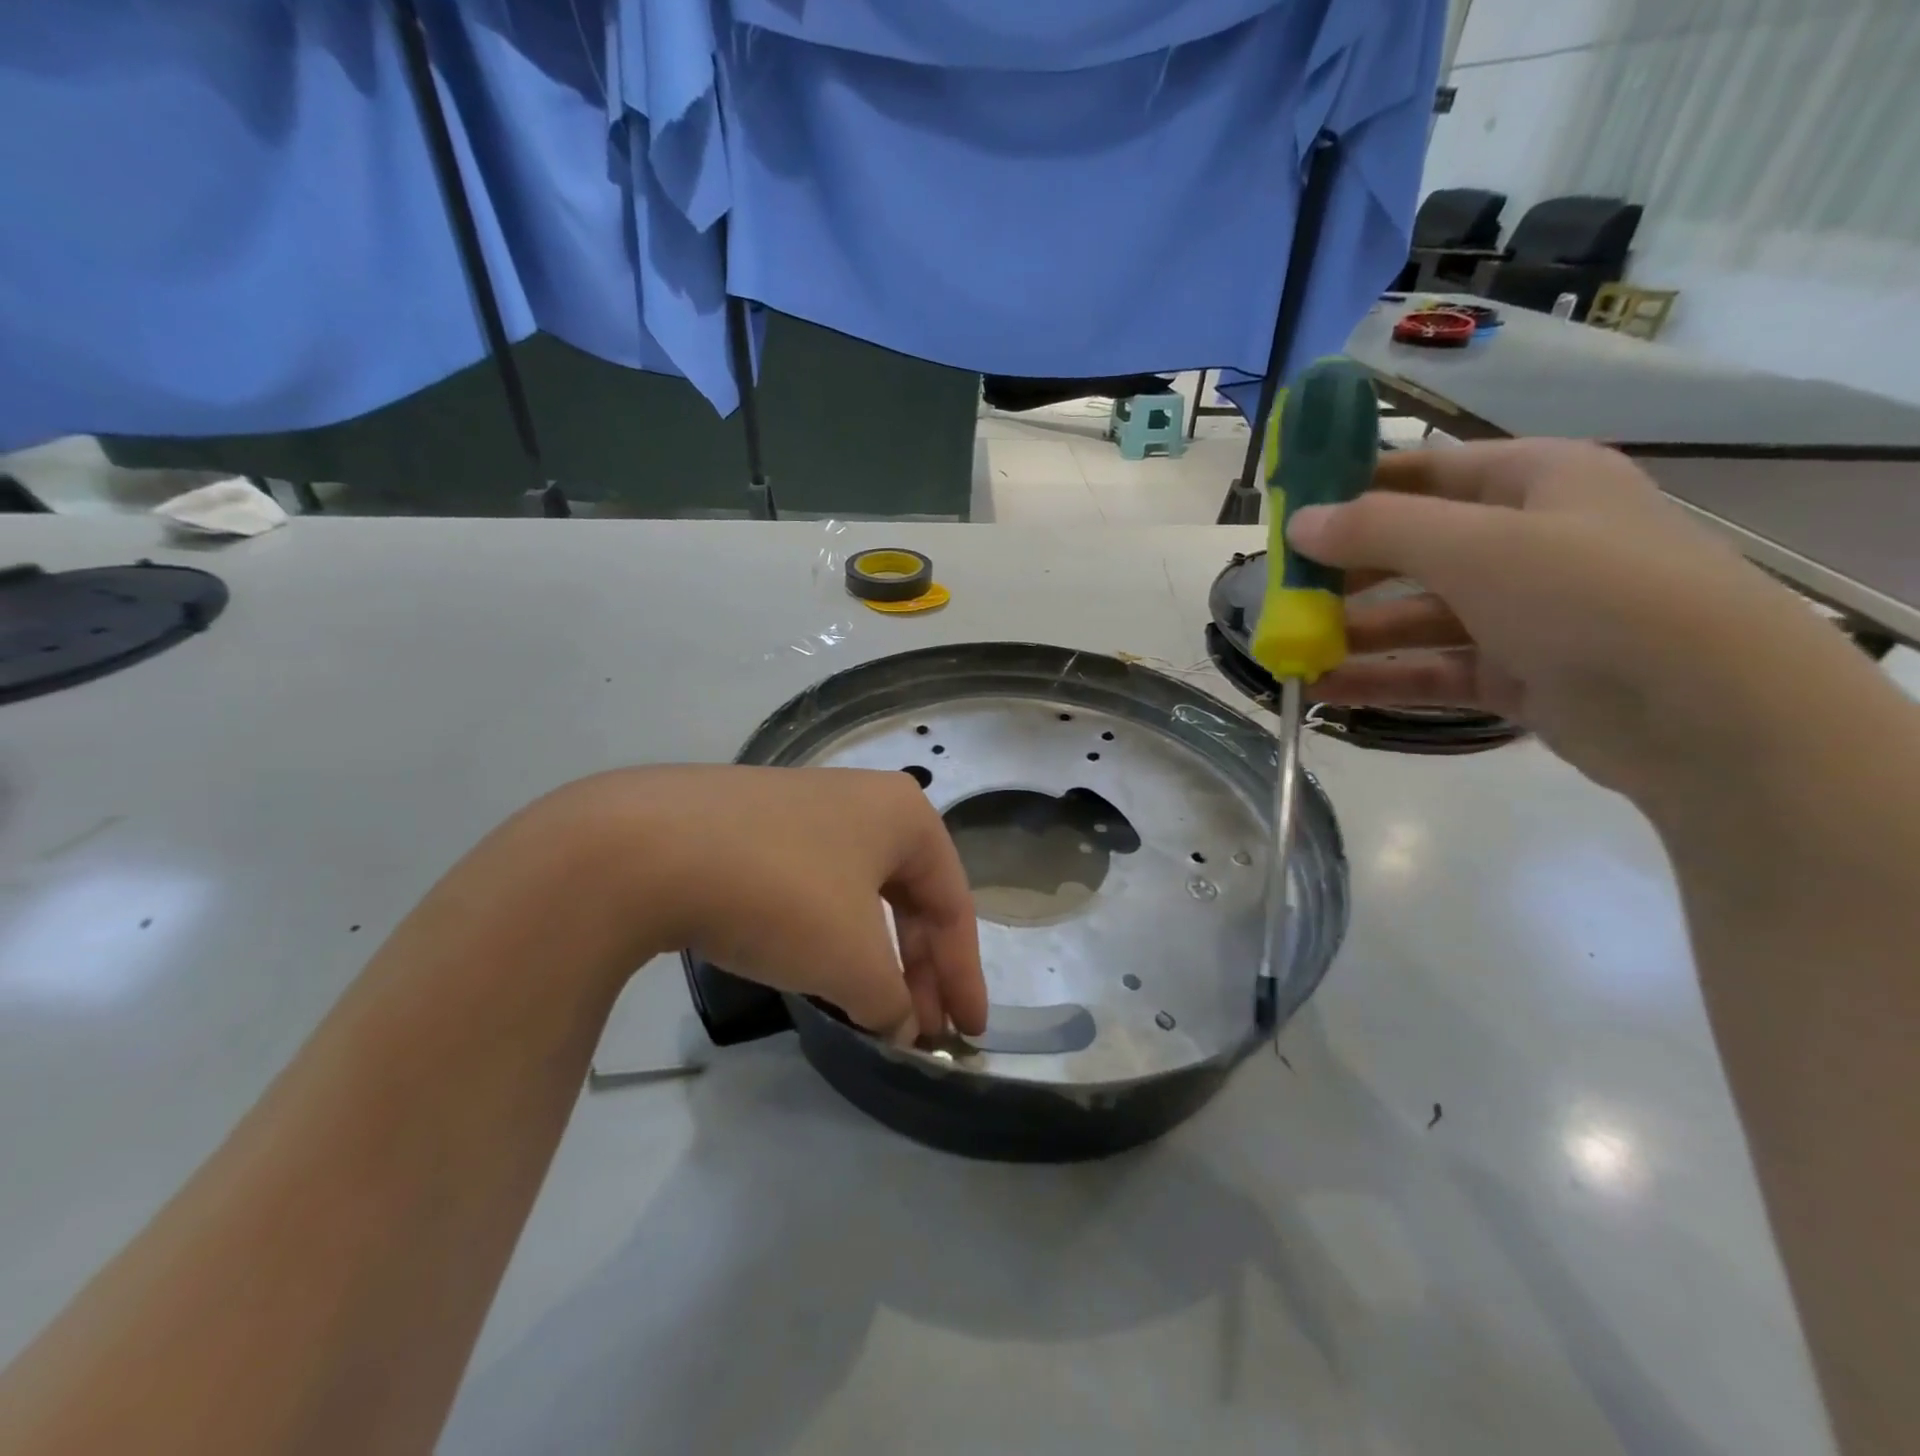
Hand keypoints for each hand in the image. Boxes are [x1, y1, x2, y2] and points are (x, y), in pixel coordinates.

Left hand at [545, 765, 986, 1040]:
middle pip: (907, 896)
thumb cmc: (781, 895)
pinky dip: (826, 935)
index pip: (951, 903)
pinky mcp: (751, 828)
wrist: (646, 848)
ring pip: (858, 894)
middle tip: (921, 1029)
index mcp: (903, 815)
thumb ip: (892, 1000)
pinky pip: (812, 887)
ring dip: (871, 955)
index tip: (967, 1033)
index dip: (964, 974)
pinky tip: (814, 970)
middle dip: (918, 968)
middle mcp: (860, 801)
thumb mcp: (852, 960)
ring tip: (869, 1007)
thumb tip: (901, 1025)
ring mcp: (801, 809)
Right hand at [1287, 439, 1892, 803]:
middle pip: (1413, 548)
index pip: (1426, 470)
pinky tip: (1322, 692)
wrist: (1708, 714)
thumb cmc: (1590, 594)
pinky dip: (1379, 677)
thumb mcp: (1475, 546)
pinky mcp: (1517, 674)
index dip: (1355, 486)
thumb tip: (1299, 523)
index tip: (1290, 512)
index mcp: (1534, 481)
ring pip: (1417, 615)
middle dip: (1344, 572)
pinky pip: (1431, 668)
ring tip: (1289, 651)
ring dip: (1353, 632)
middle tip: (1280, 594)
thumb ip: (1378, 530)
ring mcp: (1524, 612)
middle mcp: (1528, 540)